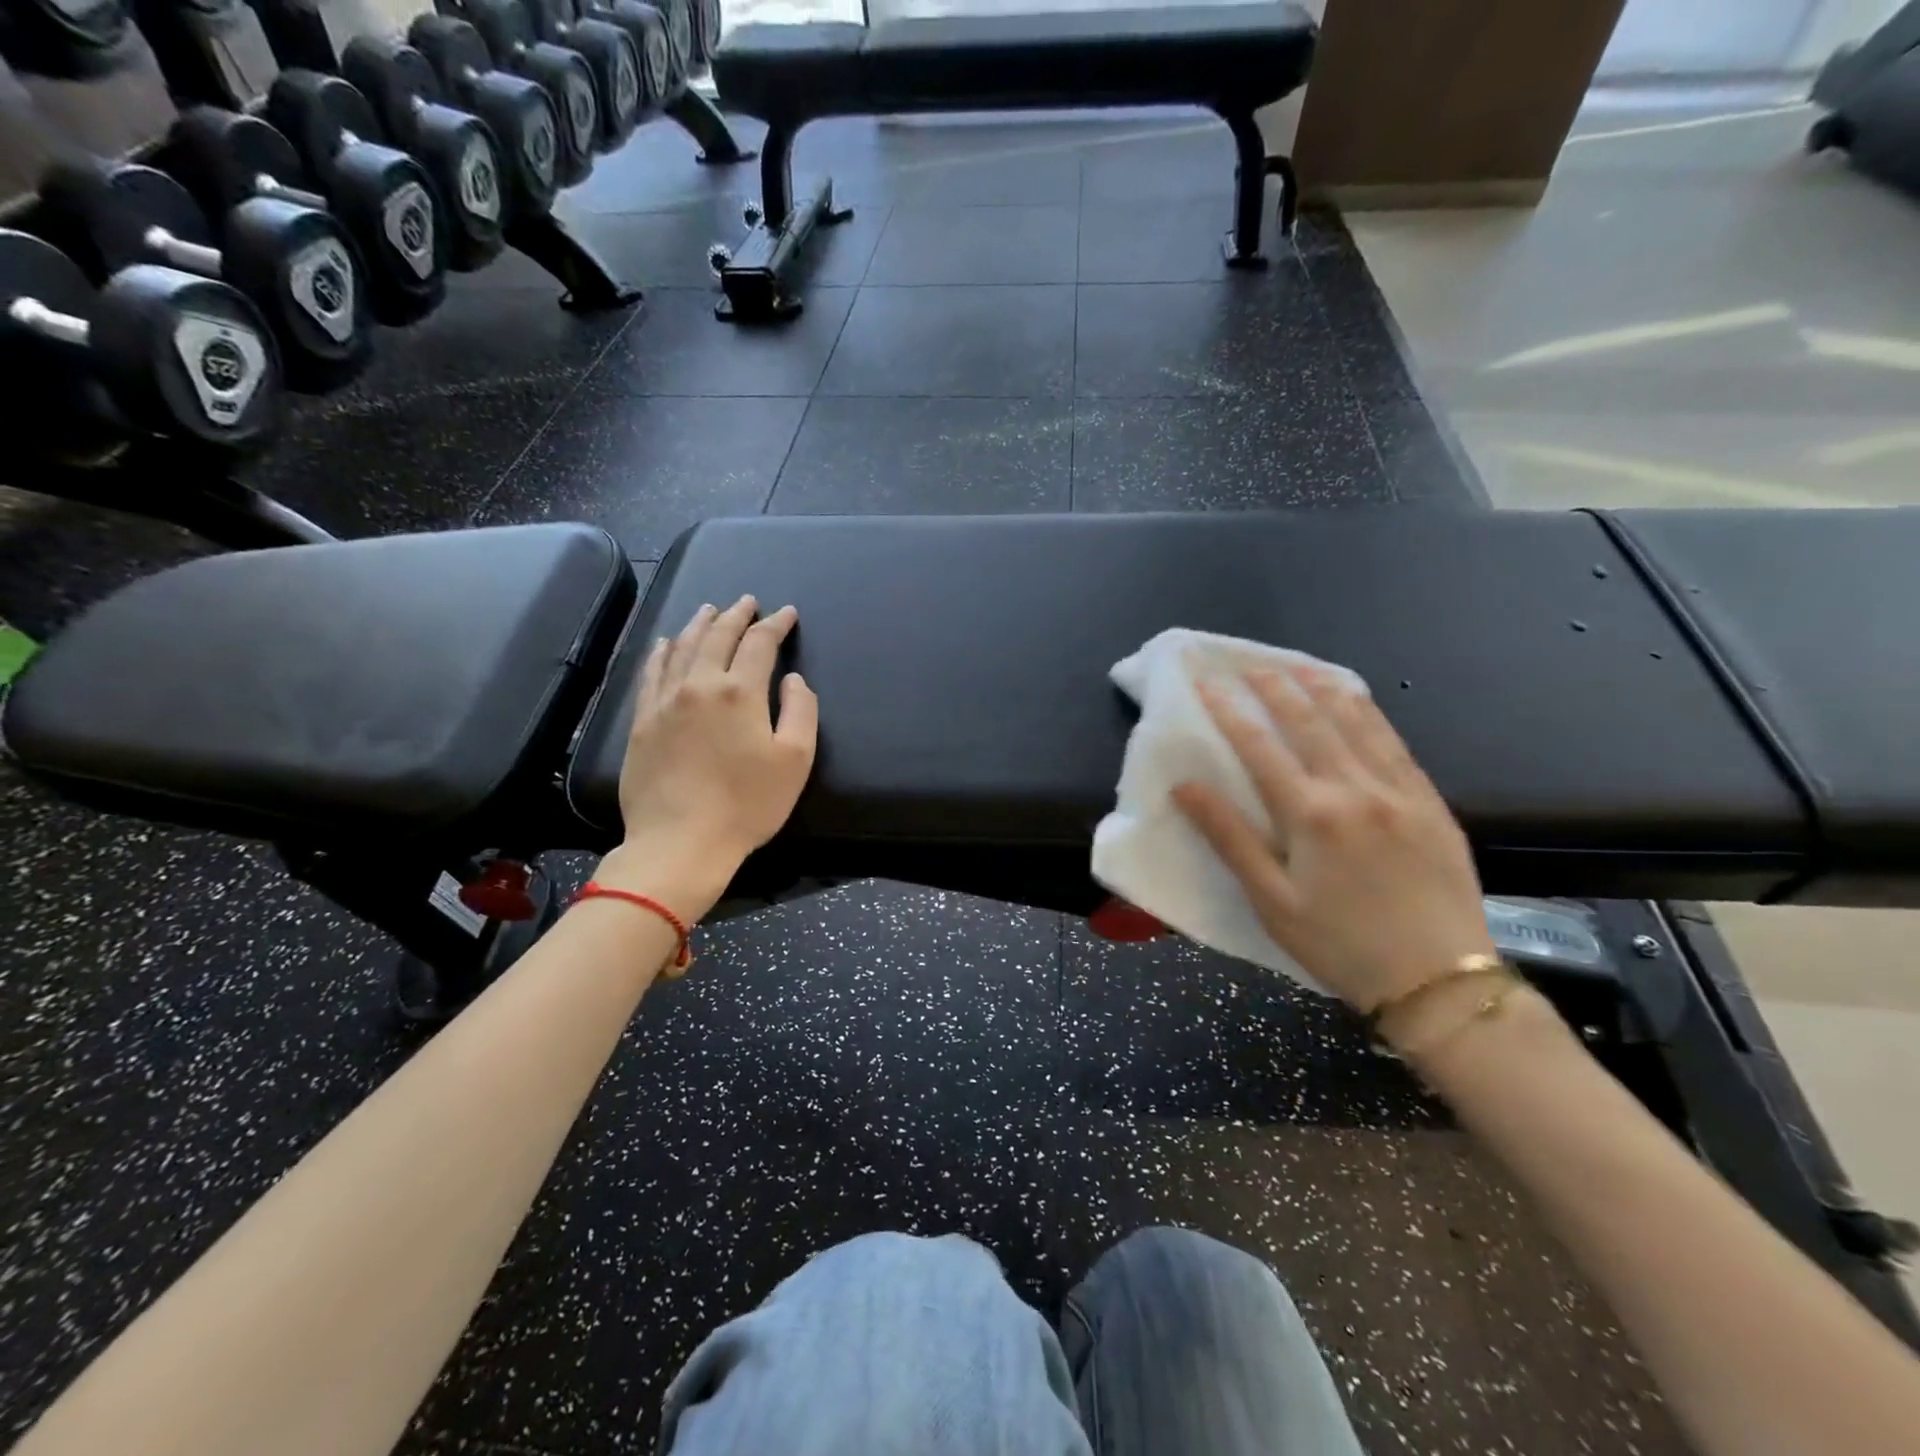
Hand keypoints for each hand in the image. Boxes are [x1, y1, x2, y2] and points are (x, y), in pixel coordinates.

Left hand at [602, 597, 817, 919]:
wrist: (680, 842)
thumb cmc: (748, 804)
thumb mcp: (795, 760)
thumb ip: (801, 711)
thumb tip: (792, 680)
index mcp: (740, 692)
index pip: (760, 644)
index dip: (776, 625)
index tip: (787, 614)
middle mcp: (699, 684)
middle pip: (718, 636)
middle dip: (736, 615)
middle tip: (748, 603)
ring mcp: (664, 701)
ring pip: (682, 648)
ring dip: (699, 624)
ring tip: (710, 610)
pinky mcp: (641, 721)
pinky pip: (650, 673)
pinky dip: (662, 652)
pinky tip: (666, 643)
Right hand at [1172, 664, 1491, 1014]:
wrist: (1439, 982)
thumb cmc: (1339, 944)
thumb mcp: (1271, 900)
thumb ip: (1229, 837)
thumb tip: (1185, 786)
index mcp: (1311, 814)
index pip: (1259, 746)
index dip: (1228, 710)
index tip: (1205, 682)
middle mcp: (1356, 789)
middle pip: (1308, 721)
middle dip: (1274, 687)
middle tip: (1249, 664)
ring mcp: (1399, 791)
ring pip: (1357, 722)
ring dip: (1322, 688)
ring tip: (1297, 667)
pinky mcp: (1430, 802)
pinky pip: (1395, 743)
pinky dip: (1370, 714)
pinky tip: (1357, 700)